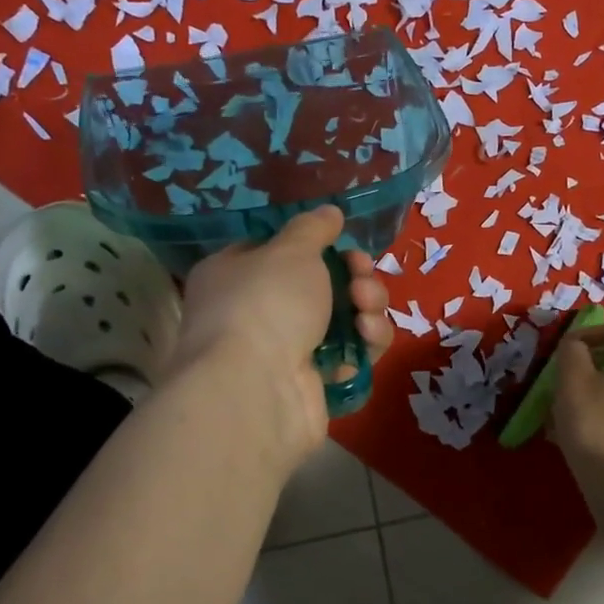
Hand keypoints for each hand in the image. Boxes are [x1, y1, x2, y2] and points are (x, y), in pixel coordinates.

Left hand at [167, 206, 394, 468]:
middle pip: (322, 285)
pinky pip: (351, 355)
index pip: (278, 253)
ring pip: (343, 319)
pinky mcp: (314, 384)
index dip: (317, 247)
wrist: (257, 390)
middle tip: (361, 279)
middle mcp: (257, 312)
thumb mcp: (290, 250)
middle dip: (354, 277)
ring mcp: (286, 351)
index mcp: (235, 275)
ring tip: (366, 309)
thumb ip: (313, 229)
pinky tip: (368, 339)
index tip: (343, 245)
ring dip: (366, 307)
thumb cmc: (265, 305)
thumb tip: (329, 213)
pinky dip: (365, 344)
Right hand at [551, 323, 603, 475]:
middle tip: (560, 382)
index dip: (586, 333)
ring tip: (561, 414)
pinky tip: (576, 437)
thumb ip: (571, 353)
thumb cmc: (599, 424)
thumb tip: (575, 345)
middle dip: (587, 369)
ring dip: (592, 396)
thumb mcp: (573, 381)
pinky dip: (603, 418)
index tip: (562, 349)